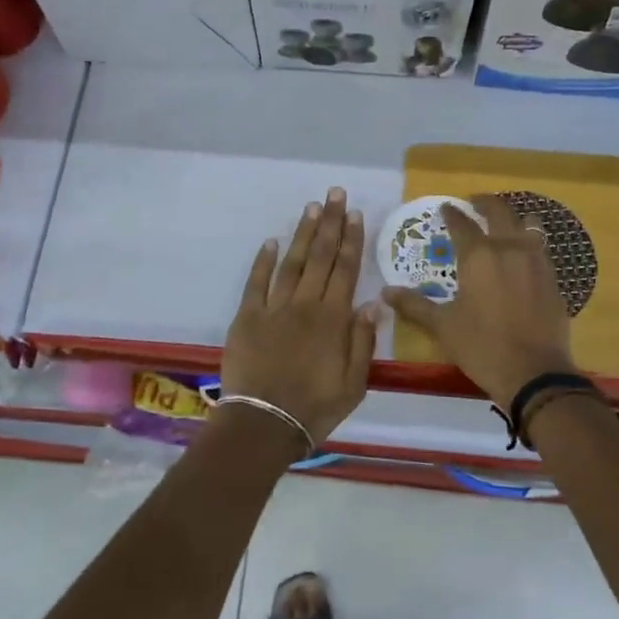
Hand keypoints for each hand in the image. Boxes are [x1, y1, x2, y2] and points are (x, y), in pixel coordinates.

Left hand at [222, 188, 376, 445]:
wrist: (264, 423)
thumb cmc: (315, 408)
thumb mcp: (354, 384)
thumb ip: (363, 342)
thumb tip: (372, 303)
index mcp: (333, 319)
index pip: (345, 270)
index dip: (351, 240)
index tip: (355, 214)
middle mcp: (305, 305)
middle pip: (321, 257)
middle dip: (330, 223)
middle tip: (335, 194)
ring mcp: (273, 308)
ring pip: (292, 262)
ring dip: (303, 234)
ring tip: (311, 207)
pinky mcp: (247, 317)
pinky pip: (256, 282)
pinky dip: (264, 261)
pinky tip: (272, 242)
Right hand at [383, 194, 577, 408]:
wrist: (535, 373)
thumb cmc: (482, 346)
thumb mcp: (442, 326)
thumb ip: (415, 305)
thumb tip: (386, 292)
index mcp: (478, 256)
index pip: (462, 224)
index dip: (452, 214)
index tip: (446, 207)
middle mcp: (509, 248)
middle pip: (500, 212)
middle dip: (485, 203)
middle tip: (474, 203)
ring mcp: (537, 262)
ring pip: (528, 225)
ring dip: (513, 219)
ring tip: (504, 225)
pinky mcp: (554, 279)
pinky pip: (541, 249)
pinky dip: (529, 243)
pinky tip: (523, 256)